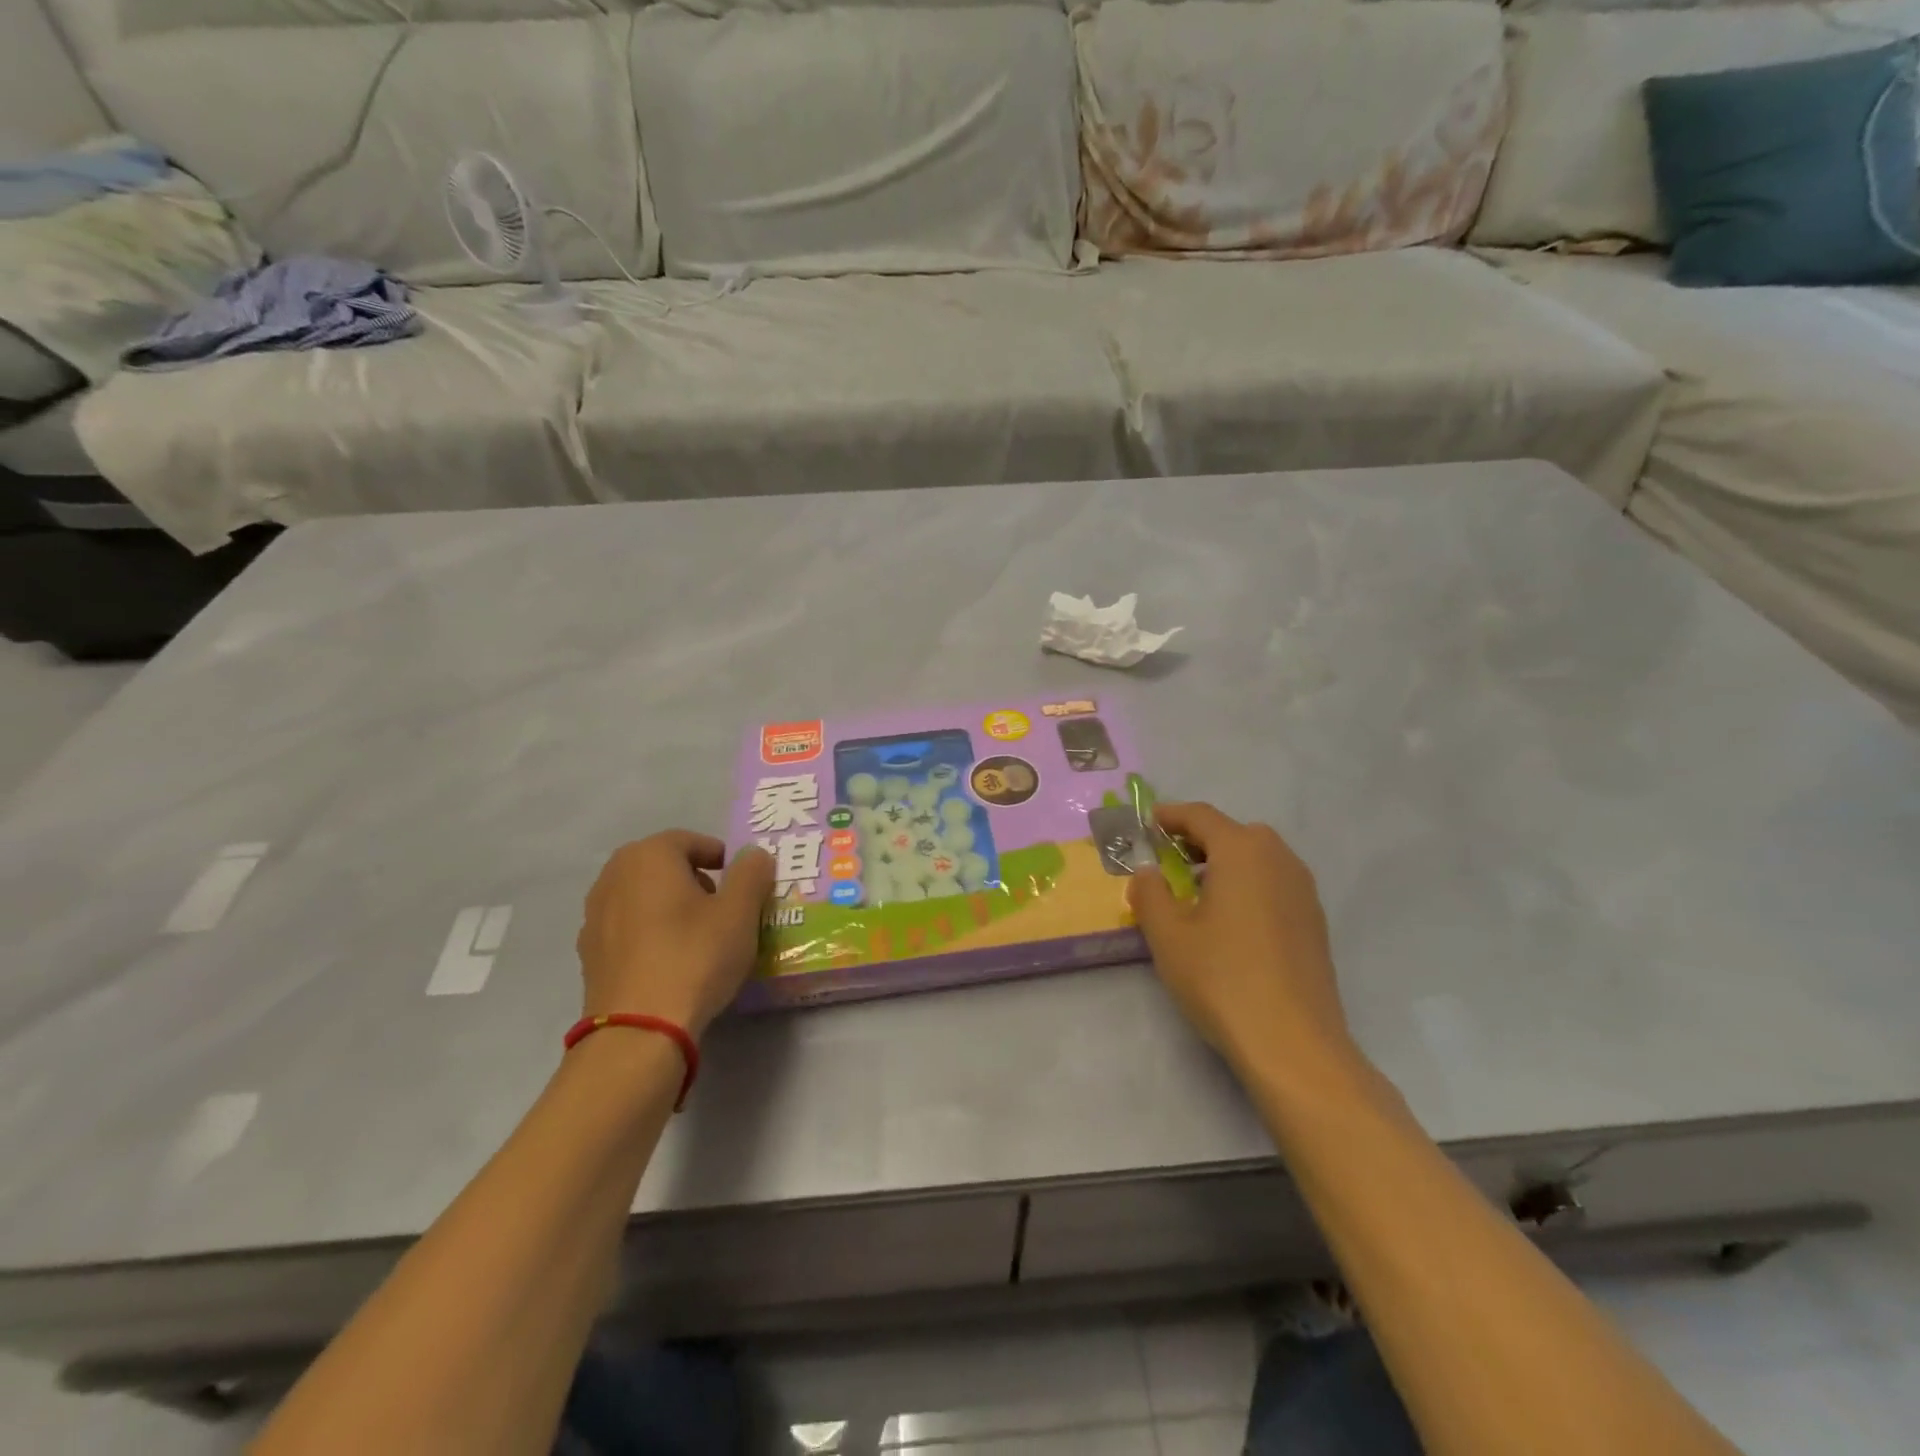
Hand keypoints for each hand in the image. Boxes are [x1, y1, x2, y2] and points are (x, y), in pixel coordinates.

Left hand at [576, 832, 774, 1038]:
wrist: (639, 1030)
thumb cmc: (694, 956)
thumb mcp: (740, 912)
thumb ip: (751, 873)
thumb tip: (754, 855)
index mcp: (648, 856)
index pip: (691, 841)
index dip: (721, 858)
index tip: (742, 885)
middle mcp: (613, 876)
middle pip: (663, 866)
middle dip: (695, 880)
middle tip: (724, 908)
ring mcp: (594, 916)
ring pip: (644, 897)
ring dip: (671, 907)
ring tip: (699, 937)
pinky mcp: (589, 954)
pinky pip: (628, 929)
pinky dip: (650, 934)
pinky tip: (671, 962)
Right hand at [1127, 803, 1356, 1077]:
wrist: (1293, 1043)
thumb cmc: (1221, 978)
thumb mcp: (1167, 934)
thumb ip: (1150, 892)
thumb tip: (1148, 872)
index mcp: (1242, 851)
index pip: (1201, 816)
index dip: (1170, 816)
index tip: (1146, 824)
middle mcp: (1279, 859)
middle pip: (1234, 833)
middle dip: (1198, 839)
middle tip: (1168, 860)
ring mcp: (1303, 891)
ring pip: (1258, 858)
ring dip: (1225, 862)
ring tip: (1196, 891)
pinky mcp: (1314, 922)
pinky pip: (1274, 884)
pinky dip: (1248, 885)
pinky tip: (1230, 921)